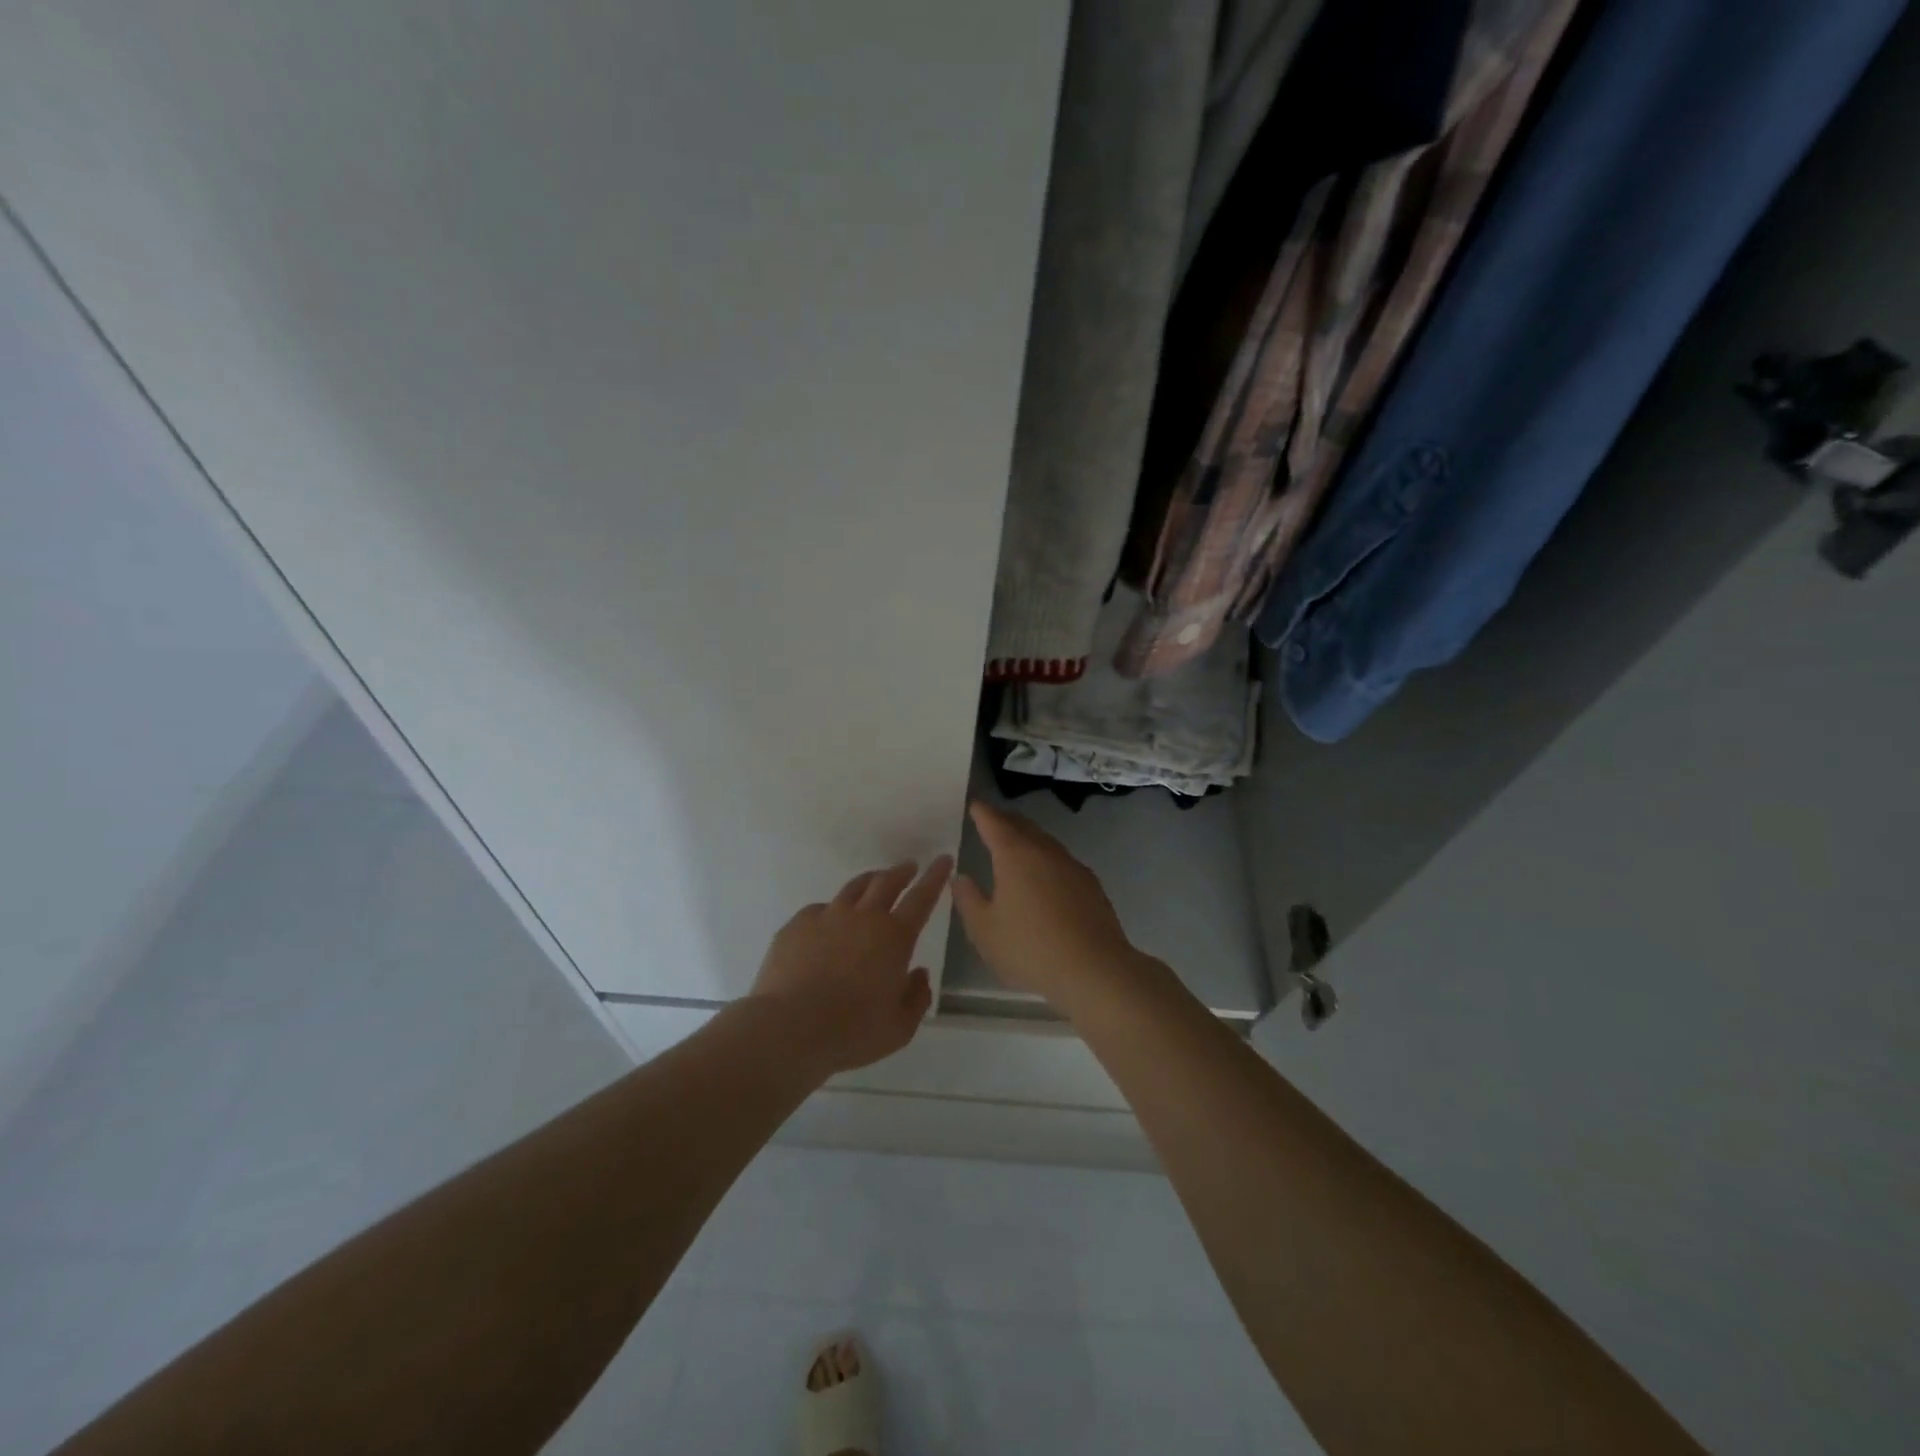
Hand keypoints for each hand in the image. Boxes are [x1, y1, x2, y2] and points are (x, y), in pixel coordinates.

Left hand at [751, 858, 951, 1074]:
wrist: (789, 1028)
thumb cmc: (852, 1031)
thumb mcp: (900, 1027)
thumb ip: (917, 998)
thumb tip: (919, 974)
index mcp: (894, 937)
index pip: (922, 898)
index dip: (935, 877)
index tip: (943, 859)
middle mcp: (863, 917)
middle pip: (886, 882)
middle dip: (902, 872)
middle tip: (909, 867)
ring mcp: (827, 917)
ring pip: (853, 889)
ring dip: (869, 882)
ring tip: (874, 882)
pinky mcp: (797, 926)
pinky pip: (819, 909)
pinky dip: (831, 911)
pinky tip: (828, 922)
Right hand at [951, 801, 1141, 1008]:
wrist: (1094, 969)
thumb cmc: (1030, 948)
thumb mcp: (985, 930)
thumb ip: (969, 900)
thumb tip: (961, 877)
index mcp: (1015, 855)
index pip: (995, 823)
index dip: (983, 813)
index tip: (975, 805)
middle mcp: (1045, 851)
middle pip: (1023, 826)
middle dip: (1006, 821)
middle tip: (992, 820)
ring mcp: (1072, 866)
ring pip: (1045, 842)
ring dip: (1029, 839)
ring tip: (1016, 847)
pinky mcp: (1091, 885)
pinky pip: (1061, 861)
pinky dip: (1047, 860)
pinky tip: (1045, 877)